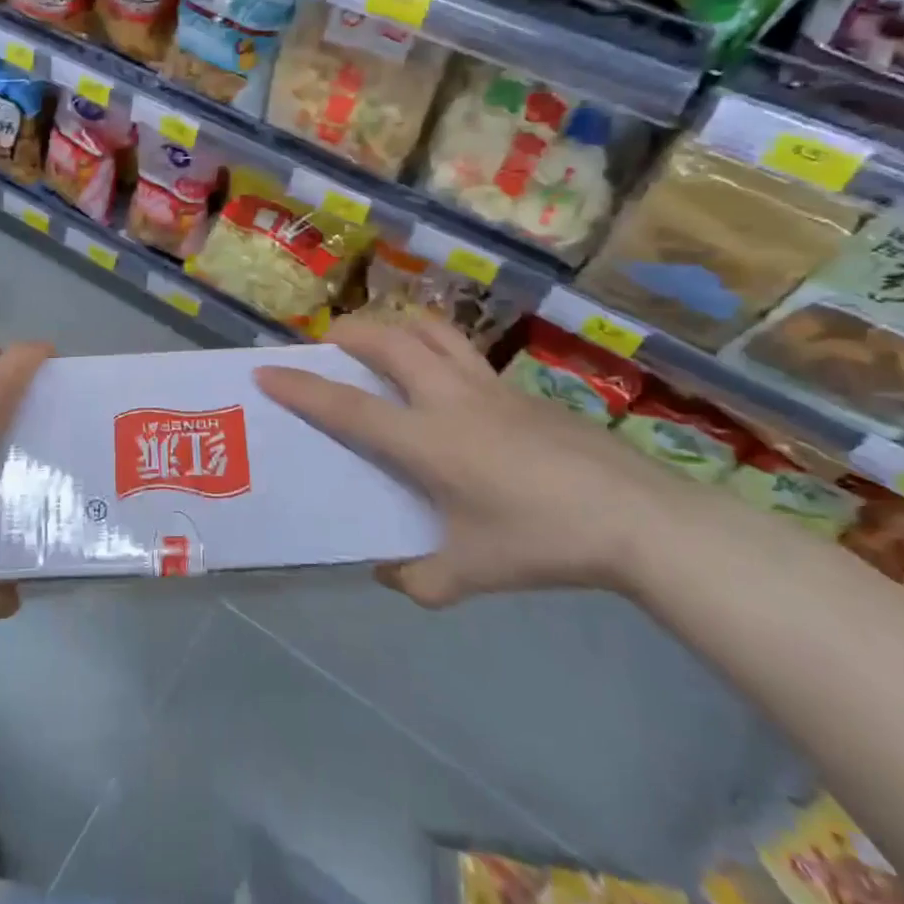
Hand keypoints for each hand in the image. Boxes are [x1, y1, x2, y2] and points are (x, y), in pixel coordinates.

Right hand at [253, 312, 671, 606]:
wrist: (638, 519)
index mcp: (426, 440)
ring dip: (395, 325)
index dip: (301, 387)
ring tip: (380, 341)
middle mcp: (449, 399)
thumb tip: (386, 572)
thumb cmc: (544, 541)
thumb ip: (419, 578)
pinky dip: (436, 348)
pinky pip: (463, 352)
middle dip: (348, 333)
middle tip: (328, 344)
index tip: (266, 372)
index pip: (348, 407)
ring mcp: (488, 387)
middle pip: (388, 341)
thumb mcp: (471, 572)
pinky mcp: (519, 389)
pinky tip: (444, 384)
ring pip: (431, 329)